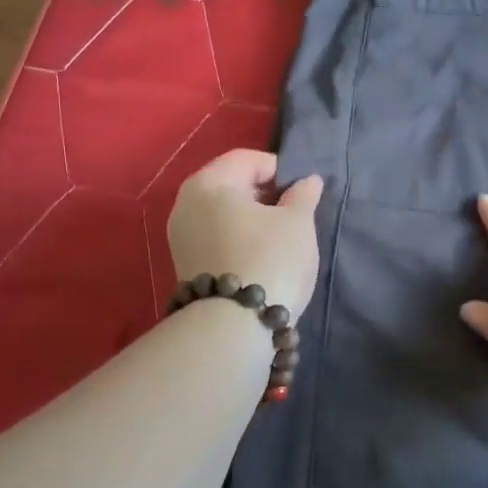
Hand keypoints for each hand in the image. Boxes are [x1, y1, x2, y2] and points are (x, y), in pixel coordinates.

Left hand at [168, 150, 323, 316]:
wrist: (233, 328)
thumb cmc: (269, 260)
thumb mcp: (297, 223)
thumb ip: (303, 195)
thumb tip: (307, 181)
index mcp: (208, 183)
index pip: (247, 159)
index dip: (279, 169)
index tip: (302, 191)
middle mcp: (185, 204)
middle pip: (231, 184)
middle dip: (264, 194)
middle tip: (293, 214)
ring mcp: (180, 236)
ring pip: (222, 213)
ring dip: (251, 218)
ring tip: (279, 237)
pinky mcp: (185, 264)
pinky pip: (215, 236)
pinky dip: (237, 238)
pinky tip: (259, 256)